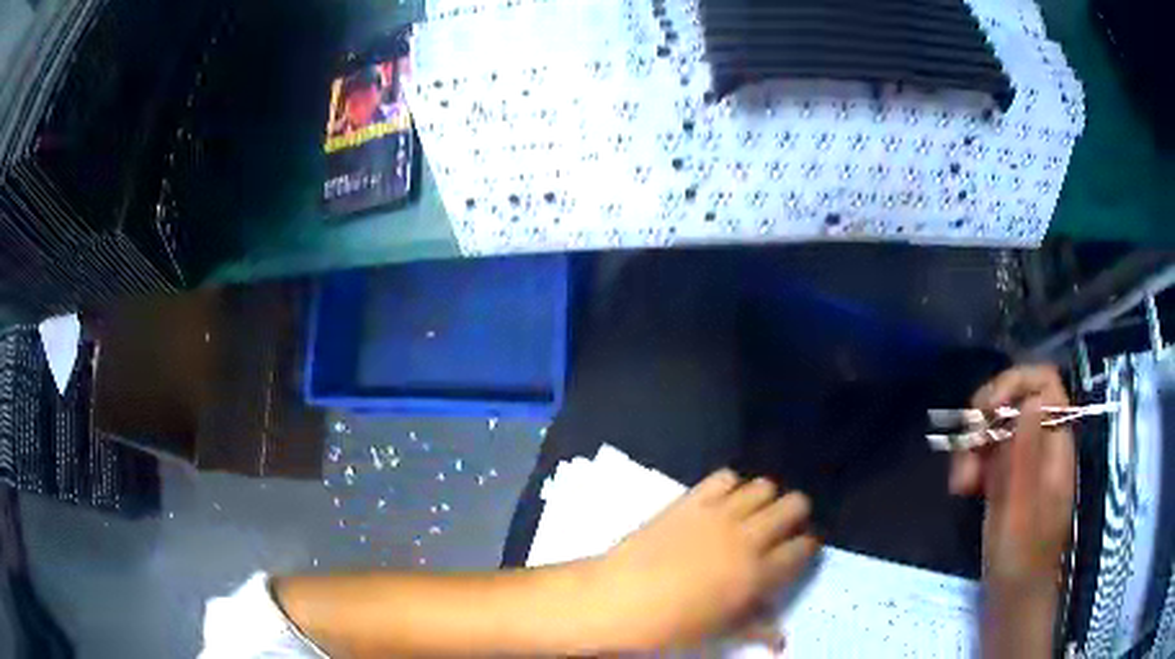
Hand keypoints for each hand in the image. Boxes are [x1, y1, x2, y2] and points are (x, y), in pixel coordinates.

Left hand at [597, 469, 818, 649]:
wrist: (618, 599)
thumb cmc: (670, 626)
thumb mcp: (719, 632)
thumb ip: (757, 629)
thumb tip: (782, 640)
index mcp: (759, 575)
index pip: (803, 548)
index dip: (806, 546)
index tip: (799, 550)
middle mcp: (748, 538)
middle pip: (795, 505)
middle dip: (795, 515)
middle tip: (780, 529)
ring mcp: (719, 515)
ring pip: (764, 486)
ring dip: (764, 499)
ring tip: (751, 514)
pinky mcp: (691, 500)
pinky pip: (725, 477)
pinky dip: (730, 486)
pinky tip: (720, 502)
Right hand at [949, 365, 1075, 593]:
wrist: (1014, 599)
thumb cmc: (1021, 561)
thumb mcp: (1022, 511)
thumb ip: (1027, 456)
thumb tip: (1032, 399)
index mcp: (1056, 445)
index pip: (1044, 384)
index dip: (1014, 384)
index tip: (985, 412)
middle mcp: (1042, 444)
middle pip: (1015, 400)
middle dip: (985, 419)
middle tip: (965, 451)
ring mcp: (1025, 462)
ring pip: (997, 427)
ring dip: (973, 446)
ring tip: (959, 484)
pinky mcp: (1008, 479)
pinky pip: (988, 452)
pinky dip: (971, 463)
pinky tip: (961, 488)